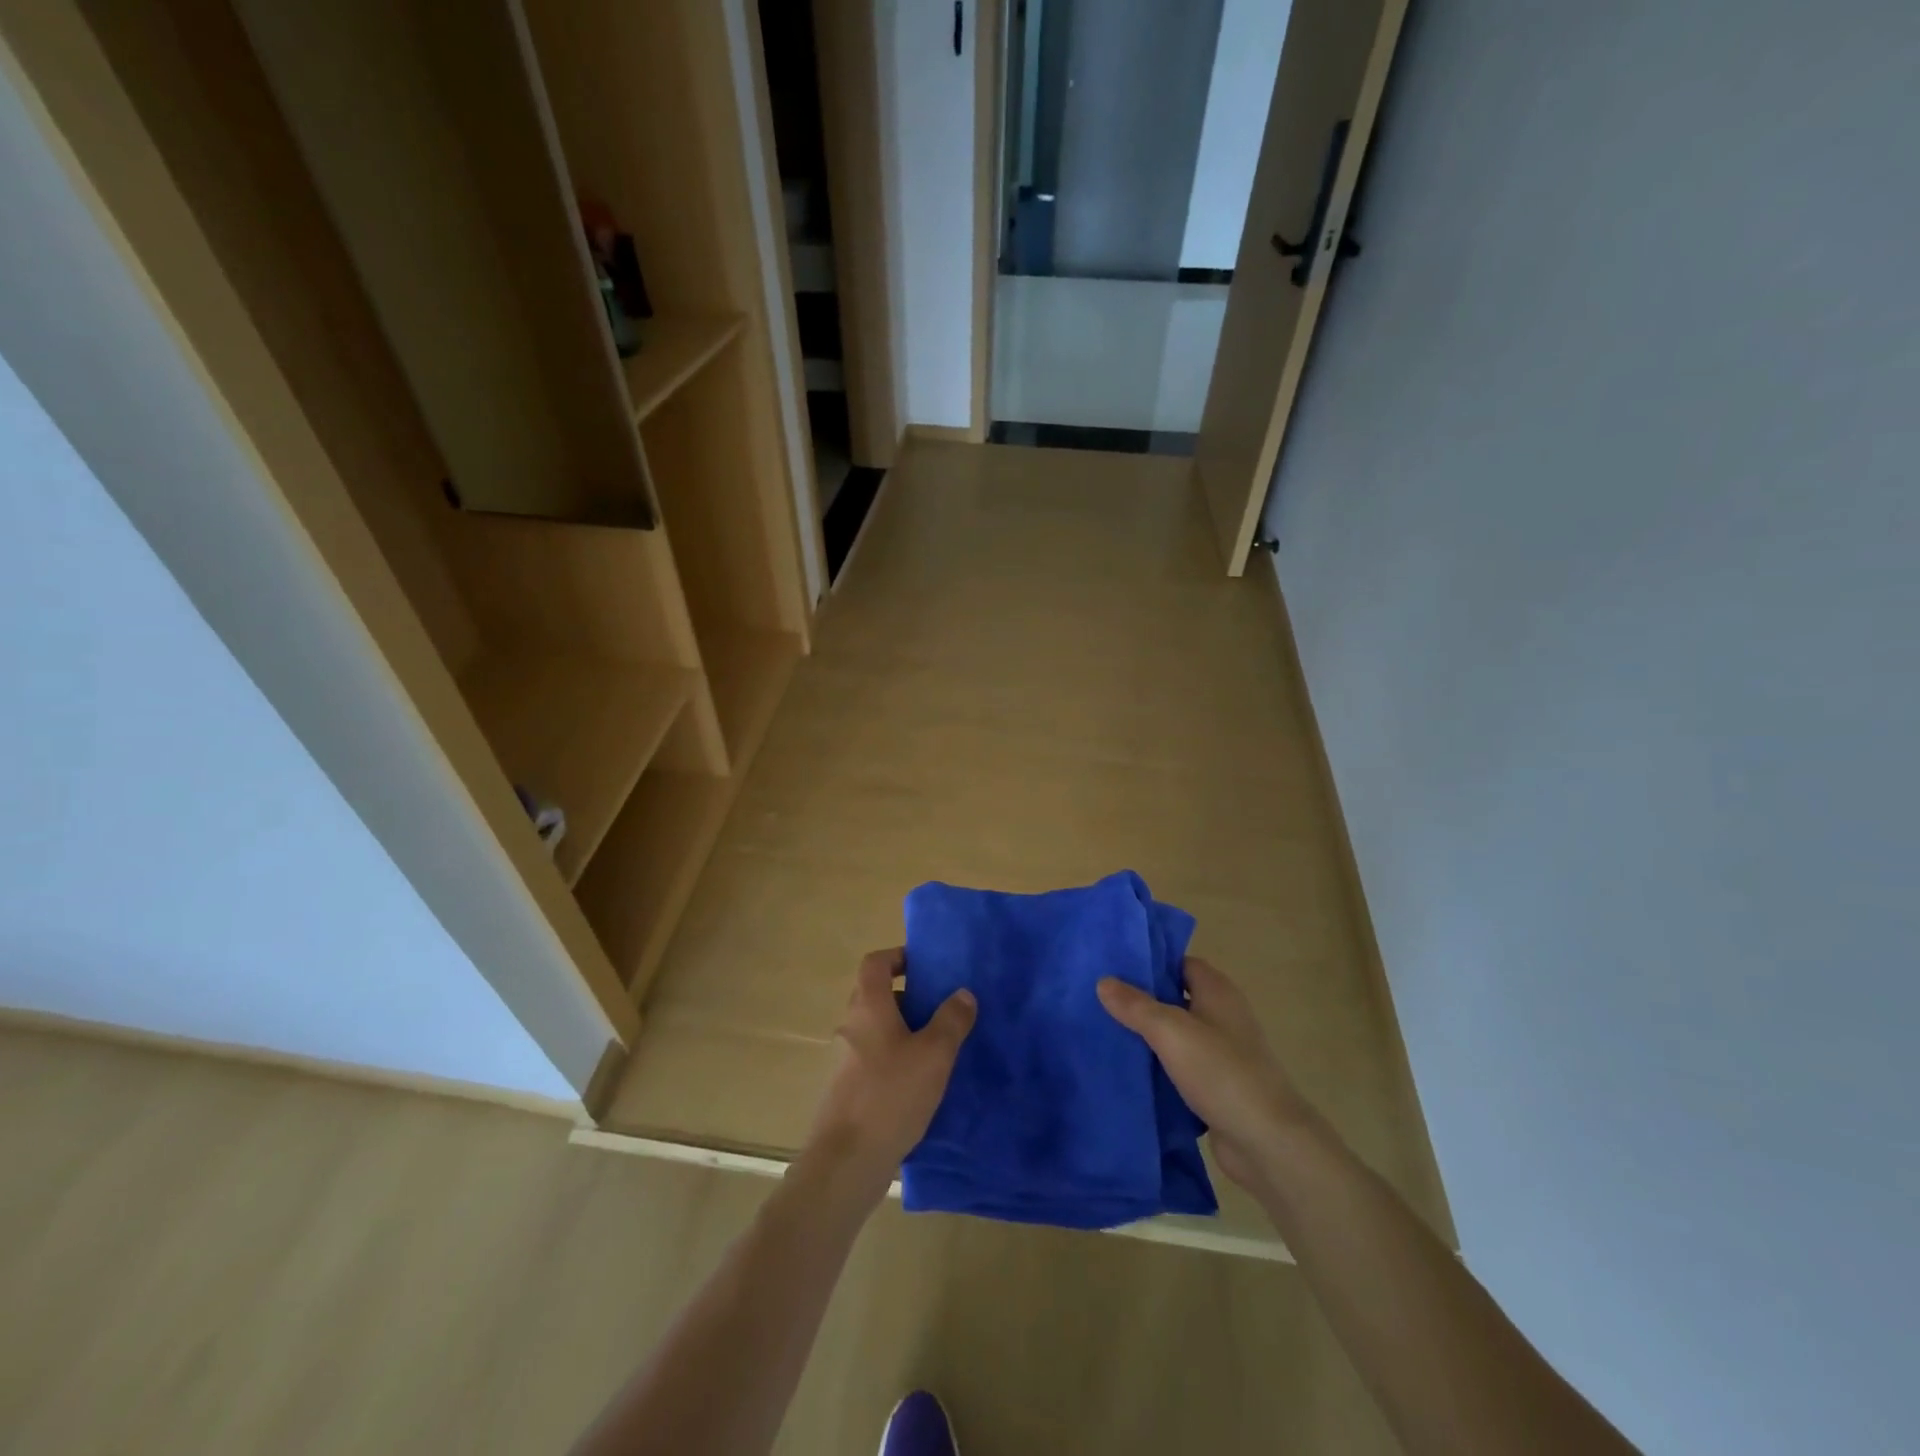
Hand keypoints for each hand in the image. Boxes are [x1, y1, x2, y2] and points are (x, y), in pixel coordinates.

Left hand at [803, 949, 975, 1204]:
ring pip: (875, 1030)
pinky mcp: (845, 1090)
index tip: (925, 966)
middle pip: (875, 995)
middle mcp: (851, 1026)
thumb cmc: (891, 1095)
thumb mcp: (934, 1055)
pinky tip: (919, 1085)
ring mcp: (844, 1060)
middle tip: (940, 1010)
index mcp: (868, 1007)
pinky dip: (894, 1059)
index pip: (875, 963)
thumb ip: (951, 1020)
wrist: (846, 1162)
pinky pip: (872, 1059)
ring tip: (938, 1049)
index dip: (898, 956)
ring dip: (903, 1031)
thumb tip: (963, 993)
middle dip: (908, 997)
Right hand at [1097, 957, 1315, 1196]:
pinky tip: (1128, 1070)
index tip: (1113, 967)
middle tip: (1099, 1000)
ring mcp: (1221, 1052)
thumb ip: (1136, 1006)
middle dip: (1141, 1000)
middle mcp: (1221, 1015)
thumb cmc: (1221, 1072)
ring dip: (1147, 1036)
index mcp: (1217, 991)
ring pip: (1175, 1035)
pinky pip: (1180, 1066)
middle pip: (1175, 998)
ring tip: (1104, 1032)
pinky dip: (1158, 1067)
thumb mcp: (1171, 1031)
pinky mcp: (1216, 1085)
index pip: (1180, 963)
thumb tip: (1104, 981)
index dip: (1150, 963)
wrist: (1266, 1141)